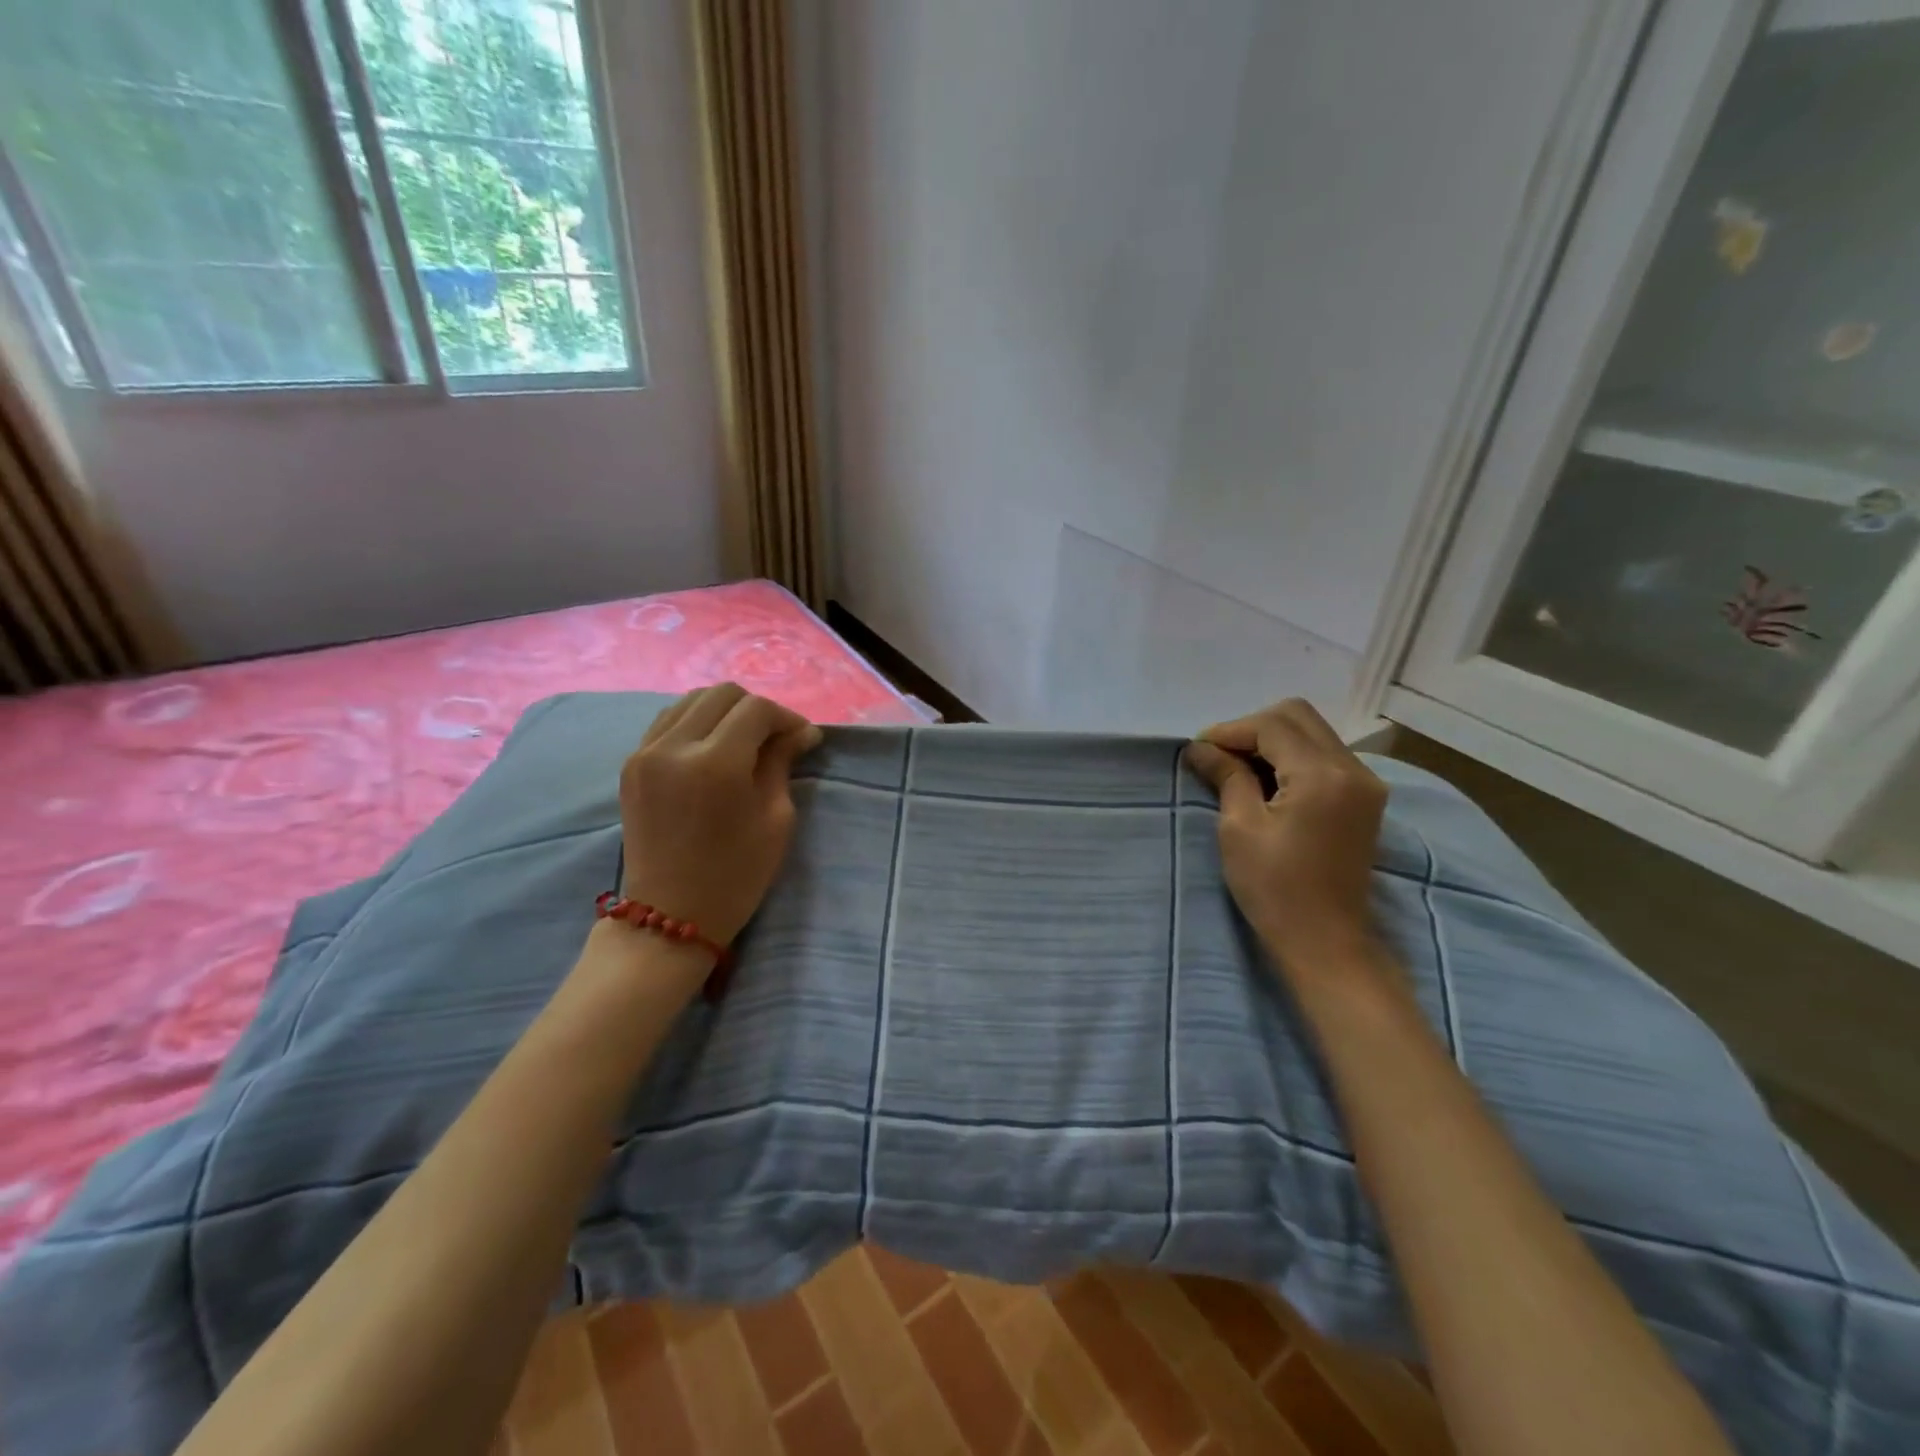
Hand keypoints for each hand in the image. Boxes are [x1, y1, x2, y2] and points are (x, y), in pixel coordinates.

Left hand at [617, 684, 822, 944]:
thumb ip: (781, 763)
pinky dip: (695, 722)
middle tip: (775, 738)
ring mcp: (645, 752)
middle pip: (722, 693)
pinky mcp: (631, 764)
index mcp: (716, 763)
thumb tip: (799, 731)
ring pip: (691, 700)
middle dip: (756, 708)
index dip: (786, 717)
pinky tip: (711, 748)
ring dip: (724, 711)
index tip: (802, 738)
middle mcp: (674, 746)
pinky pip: (667, 721)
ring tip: (743, 741)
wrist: (670, 916)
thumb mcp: (776, 819)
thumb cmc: (736, 875)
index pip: (756, 709)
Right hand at [1184, 699, 1387, 967]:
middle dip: (1252, 728)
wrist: (1326, 942)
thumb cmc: (1275, 889)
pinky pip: (1325, 755)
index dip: (1230, 731)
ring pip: (1313, 732)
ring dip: (1272, 740)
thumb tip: (1200, 747)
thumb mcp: (1239, 828)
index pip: (1272, 726)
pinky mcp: (1365, 799)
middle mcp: (1353, 769)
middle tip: (1219, 756)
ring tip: (1238, 769)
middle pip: (1298, 716)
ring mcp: (1365, 783)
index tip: (1199, 751)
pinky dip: (1292, 756)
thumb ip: (1227, 776)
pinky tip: (1266, 781)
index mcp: (1322, 775)